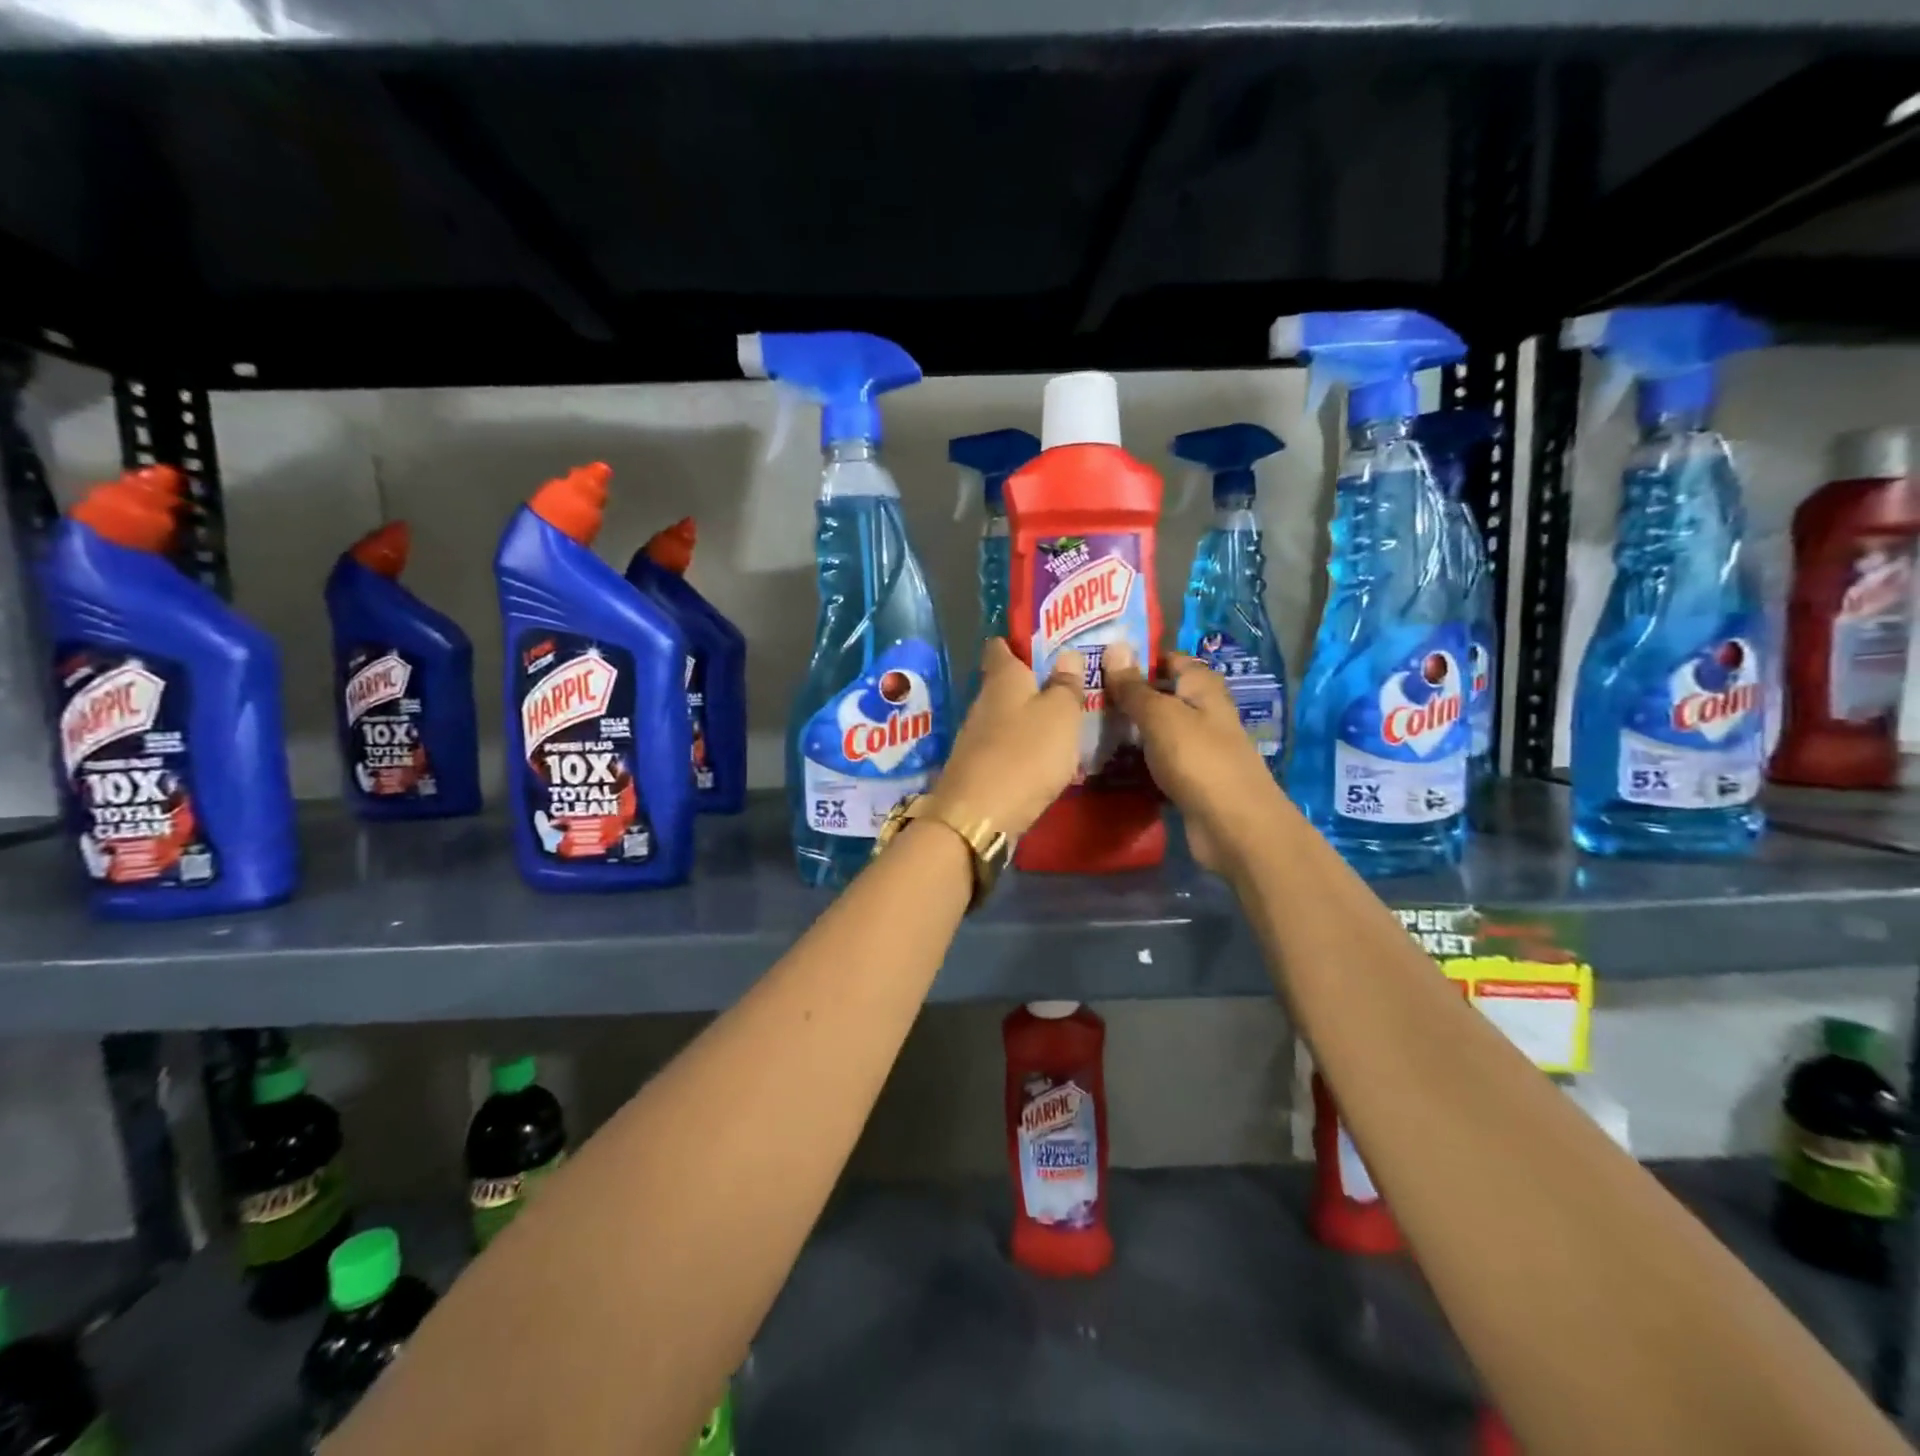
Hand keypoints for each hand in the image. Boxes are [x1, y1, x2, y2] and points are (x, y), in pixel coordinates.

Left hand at [928, 639, 1086, 837]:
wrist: (979, 816)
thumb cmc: (1026, 754)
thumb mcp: (1061, 715)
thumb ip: (1066, 685)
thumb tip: (1068, 654)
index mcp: (1002, 678)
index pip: (1001, 646)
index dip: (1019, 641)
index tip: (1043, 642)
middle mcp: (983, 701)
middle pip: (1005, 683)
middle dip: (1032, 683)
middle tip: (1068, 685)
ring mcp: (975, 737)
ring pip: (1005, 717)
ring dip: (1028, 719)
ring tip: (1063, 723)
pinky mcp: (976, 768)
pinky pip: (1004, 748)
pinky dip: (1022, 749)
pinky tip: (1043, 760)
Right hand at [1101, 644, 1280, 873]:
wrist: (1233, 826)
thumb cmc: (1198, 759)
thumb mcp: (1160, 716)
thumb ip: (1134, 686)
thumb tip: (1114, 647)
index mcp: (1202, 687)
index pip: (1168, 659)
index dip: (1136, 657)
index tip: (1097, 659)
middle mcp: (1202, 712)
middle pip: (1160, 695)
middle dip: (1125, 695)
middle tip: (1080, 695)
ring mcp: (1196, 747)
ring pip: (1155, 730)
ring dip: (1126, 730)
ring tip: (1081, 726)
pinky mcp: (1188, 778)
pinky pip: (1156, 761)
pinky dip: (1135, 761)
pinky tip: (1105, 762)